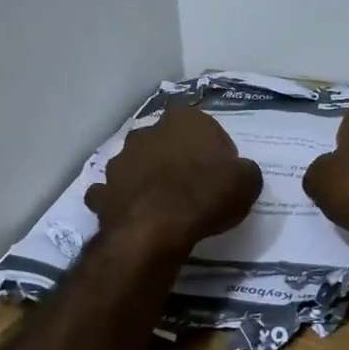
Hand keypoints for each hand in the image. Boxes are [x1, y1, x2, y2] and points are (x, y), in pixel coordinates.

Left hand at [85, 104, 262, 256]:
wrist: (155, 230)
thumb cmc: (205, 195)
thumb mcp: (247, 181)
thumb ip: (243, 171)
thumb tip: (237, 174)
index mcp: (183, 119)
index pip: (203, 127)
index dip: (214, 151)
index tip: (221, 173)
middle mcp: (147, 132)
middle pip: (166, 142)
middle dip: (176, 159)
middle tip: (194, 187)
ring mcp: (119, 161)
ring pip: (136, 165)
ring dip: (146, 178)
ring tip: (164, 205)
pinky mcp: (102, 191)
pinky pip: (113, 194)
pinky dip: (122, 202)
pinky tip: (135, 217)